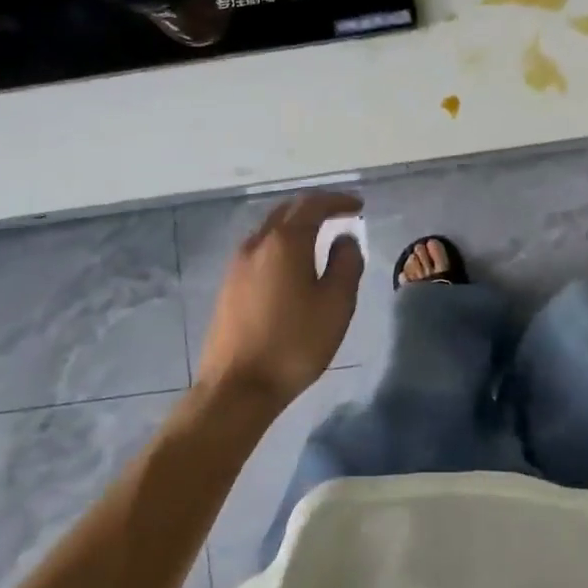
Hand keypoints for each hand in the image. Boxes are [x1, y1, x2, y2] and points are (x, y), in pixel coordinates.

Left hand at [196, 192, 364, 409]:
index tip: (358, 206)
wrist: (237, 386)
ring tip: (319, 237)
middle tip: (340, 215)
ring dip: (296, 225)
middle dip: (315, 207)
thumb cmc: (294, 343)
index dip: (338, 201)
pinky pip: (260, 249)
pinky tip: (292, 263)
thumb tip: (344, 239)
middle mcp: (257, 243)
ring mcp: (238, 264)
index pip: (313, 205)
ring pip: (270, 229)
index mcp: (285, 242)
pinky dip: (281, 243)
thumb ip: (346, 264)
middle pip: (287, 210)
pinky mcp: (229, 285)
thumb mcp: (336, 304)